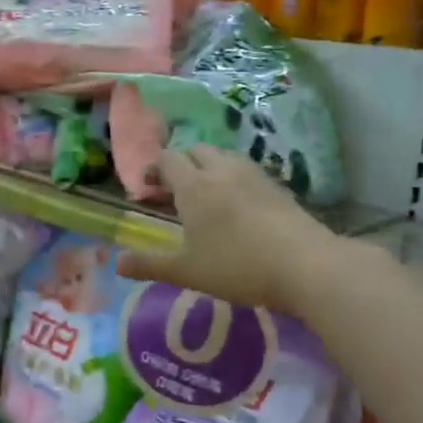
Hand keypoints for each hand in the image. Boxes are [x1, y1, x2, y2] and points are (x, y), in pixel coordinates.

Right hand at [117, 147, 326, 314]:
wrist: (305, 264)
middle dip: (181, 164)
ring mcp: (253, 175)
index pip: (167, 159)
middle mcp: (221, 171)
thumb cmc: (237, 267)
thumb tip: (116, 264)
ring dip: (208, 166)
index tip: (147, 189)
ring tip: (206, 194)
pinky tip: (238, 204)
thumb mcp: (187, 272)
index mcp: (193, 186)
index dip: (153, 169)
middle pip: (195, 150)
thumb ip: (150, 266)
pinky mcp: (277, 186)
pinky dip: (234, 177)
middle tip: (174, 191)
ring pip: (223, 156)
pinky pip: (247, 170)